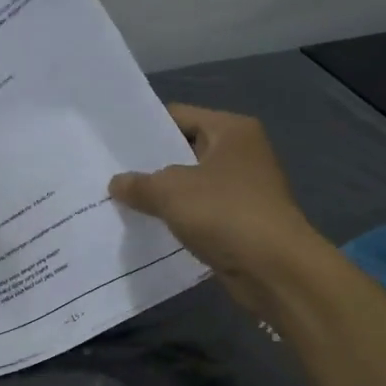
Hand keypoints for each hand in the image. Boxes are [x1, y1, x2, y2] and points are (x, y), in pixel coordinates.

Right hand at [109, 104, 322, 309]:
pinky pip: (201, 213)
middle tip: (110, 173)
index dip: (145, 129)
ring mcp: (244, 189)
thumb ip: (140, 184)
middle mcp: (241, 153)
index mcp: (231, 130)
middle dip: (151, 165)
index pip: (179, 116)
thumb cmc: (225, 214)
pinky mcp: (241, 222)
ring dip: (164, 196)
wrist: (275, 269)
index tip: (113, 144)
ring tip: (122, 202)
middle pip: (185, 150)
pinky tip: (150, 228)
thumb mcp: (171, 192)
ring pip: (192, 185)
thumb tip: (116, 183)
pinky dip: (180, 219)